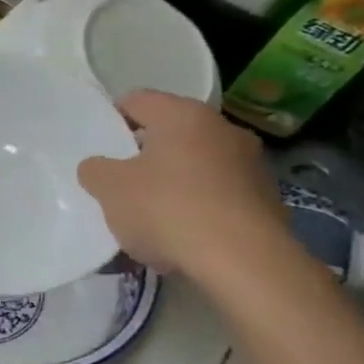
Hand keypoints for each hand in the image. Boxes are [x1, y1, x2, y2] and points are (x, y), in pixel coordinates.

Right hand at [78, 91, 287, 277]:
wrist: (244, 263)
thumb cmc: (167, 209)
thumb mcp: (108, 188)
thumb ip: (95, 169)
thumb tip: (100, 167)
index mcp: (183, 115)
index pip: (136, 100)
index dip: (111, 120)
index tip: (99, 148)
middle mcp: (223, 129)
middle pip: (170, 133)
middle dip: (144, 155)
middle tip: (120, 182)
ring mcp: (252, 165)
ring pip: (196, 165)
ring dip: (173, 183)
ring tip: (151, 217)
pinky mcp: (269, 201)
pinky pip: (219, 196)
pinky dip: (199, 208)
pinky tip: (183, 237)